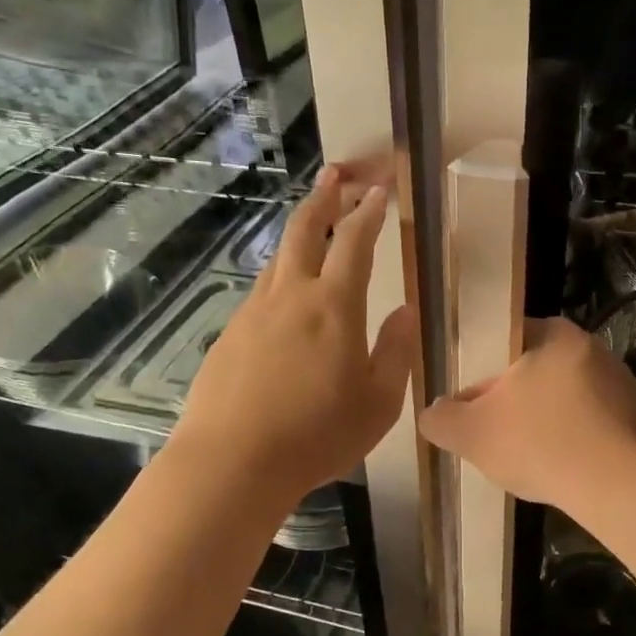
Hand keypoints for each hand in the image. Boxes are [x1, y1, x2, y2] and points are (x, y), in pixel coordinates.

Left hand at [175, 163, 414, 505]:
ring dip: (299, 231)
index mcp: (334, 306)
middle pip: (305, 229)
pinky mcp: (230, 334)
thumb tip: (406, 310)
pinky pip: (261, 291)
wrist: (234, 461)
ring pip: (278, 257)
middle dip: (323, 196)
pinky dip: (280, 274)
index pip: (355, 242)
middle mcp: (291, 296)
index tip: (378, 190)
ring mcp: (254, 312)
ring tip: (313, 223)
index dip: (368, 211)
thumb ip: (395, 351)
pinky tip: (285, 294)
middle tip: (334, 174)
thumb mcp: (379, 403)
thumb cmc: (318, 436)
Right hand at [420, 317, 635, 511]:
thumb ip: (441, 418)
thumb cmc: (538, 444)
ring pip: (568, 398)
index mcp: (556, 336)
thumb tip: (433, 413)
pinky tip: (565, 467)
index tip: (475, 402)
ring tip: (531, 456)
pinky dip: (578, 440)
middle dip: (516, 399)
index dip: (486, 370)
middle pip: (539, 370)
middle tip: (497, 432)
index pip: (510, 339)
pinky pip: (596, 424)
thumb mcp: (470, 433)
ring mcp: (623, 384)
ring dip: (548, 420)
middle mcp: (594, 349)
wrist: (615, 487)